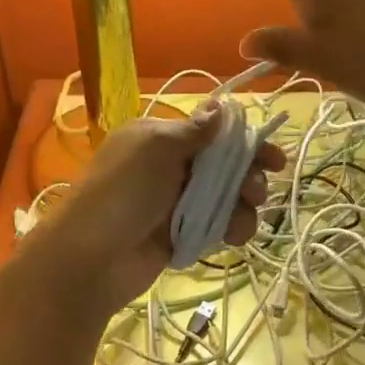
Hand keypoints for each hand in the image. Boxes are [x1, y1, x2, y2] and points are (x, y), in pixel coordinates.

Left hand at [30, 109, 283, 316]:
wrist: (89, 258)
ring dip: (241, 205)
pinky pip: (214, 225)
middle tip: (257, 192)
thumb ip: (195, 131)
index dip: (243, 142)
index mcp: (158, 138)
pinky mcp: (179, 234)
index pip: (210, 132)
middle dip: (246, 176)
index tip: (274, 158)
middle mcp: (167, 166)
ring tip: (242, 221)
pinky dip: (228, 227)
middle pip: (221, 165)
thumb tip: (221, 105)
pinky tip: (233, 236)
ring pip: (222, 196)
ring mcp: (173, 202)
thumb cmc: (123, 192)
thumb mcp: (157, 149)